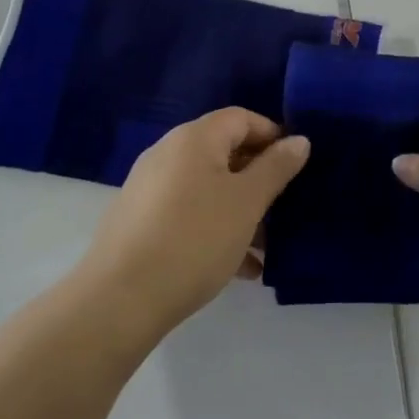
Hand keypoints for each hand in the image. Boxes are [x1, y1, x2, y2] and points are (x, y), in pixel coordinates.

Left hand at [80, 108, 308, 335]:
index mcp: (194, 139)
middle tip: (284, 206)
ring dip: (239, 210)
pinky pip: (187, 213)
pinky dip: (214, 229)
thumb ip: (276, 168)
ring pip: (207, 188)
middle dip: (257, 178)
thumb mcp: (247, 202)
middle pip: (223, 152)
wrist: (119, 300)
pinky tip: (239, 268)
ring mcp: (149, 189)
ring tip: (265, 247)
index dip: (272, 135)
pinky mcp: (139, 222)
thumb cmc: (194, 239)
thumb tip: (299, 140)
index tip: (296, 164)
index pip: (241, 118)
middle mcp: (168, 154)